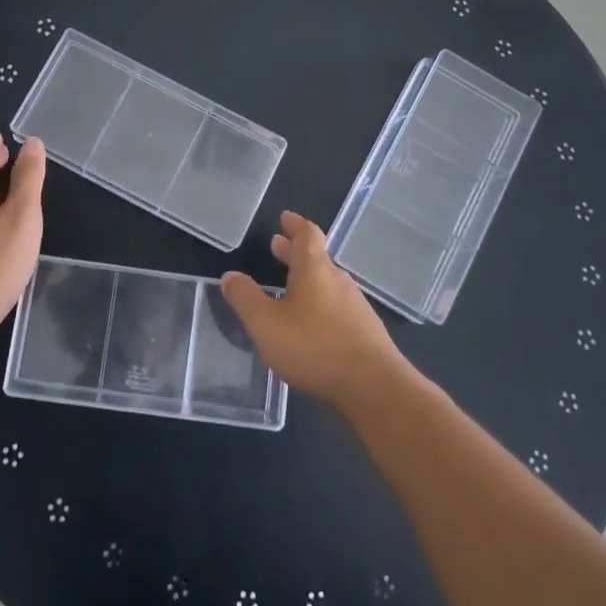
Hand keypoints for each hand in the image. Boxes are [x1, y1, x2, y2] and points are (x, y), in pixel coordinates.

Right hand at [223, 211, 406, 411]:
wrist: (374, 388)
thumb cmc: (315, 348)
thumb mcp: (266, 324)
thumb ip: (245, 298)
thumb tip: (230, 276)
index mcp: (314, 270)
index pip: (307, 234)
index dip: (295, 224)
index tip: (284, 218)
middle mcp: (338, 281)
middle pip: (317, 257)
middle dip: (295, 251)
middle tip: (277, 246)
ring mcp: (355, 306)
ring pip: (327, 282)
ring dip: (307, 278)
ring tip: (288, 285)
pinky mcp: (365, 331)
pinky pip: (337, 305)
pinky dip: (319, 302)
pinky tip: (311, 322)